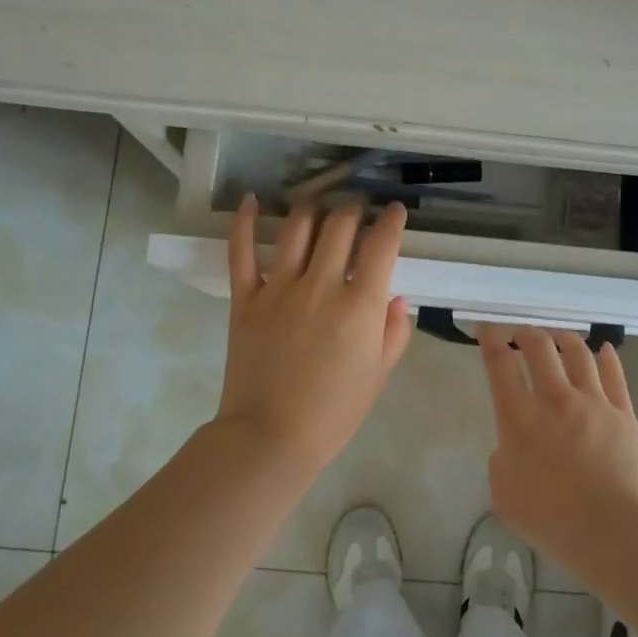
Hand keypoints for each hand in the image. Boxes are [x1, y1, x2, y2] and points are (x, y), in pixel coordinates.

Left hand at [213, 196, 412, 475]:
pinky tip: (252, 200)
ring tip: (320, 204)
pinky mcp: (245, 297)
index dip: (392, 220)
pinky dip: (245, 221)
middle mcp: (321, 284)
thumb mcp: (379, 374)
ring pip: (297, 226)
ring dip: (313, 207)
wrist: (271, 436)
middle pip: (340, 223)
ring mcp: (279, 287)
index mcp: (360, 304)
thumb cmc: (334, 411)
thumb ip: (393, 331)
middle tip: (359, 207)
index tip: (395, 212)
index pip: (382, 243)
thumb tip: (395, 297)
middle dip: (355, 207)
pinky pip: (242, 250)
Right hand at [477, 324, 637, 577]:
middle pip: (539, 347)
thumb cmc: (551, 519)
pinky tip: (604, 350)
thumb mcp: (503, 493)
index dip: (490, 339)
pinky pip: (615, 375)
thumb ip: (503, 459)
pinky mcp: (623, 412)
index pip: (499, 364)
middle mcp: (555, 399)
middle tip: (520, 335)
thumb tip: (515, 444)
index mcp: (519, 418)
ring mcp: (593, 402)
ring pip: (578, 353)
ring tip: (558, 337)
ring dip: (563, 339)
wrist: (612, 531)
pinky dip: (607, 358)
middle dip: (525, 333)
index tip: (487, 331)